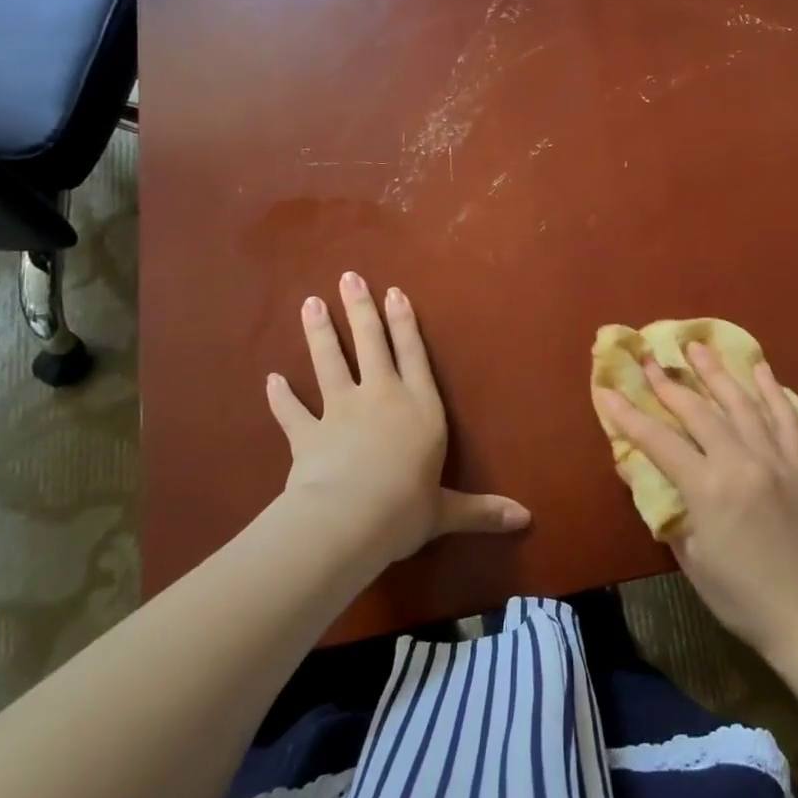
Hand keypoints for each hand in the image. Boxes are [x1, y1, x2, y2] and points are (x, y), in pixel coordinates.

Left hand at [266, 272, 529, 568]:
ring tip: (309, 303)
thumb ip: (482, 510)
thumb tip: (527, 520)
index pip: (414, 355)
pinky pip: (292, 412)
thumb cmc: (406, 508)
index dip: (405, 323)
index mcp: (420, 408)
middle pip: (370, 344)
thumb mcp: (447, 511)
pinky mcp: (308, 434)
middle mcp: (381, 398)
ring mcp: (340, 412)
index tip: (394, 293)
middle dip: (360, 310)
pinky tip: (271, 380)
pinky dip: (280, 397)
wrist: (349, 519)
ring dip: (319, 333)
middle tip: (348, 278)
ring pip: (329, 362)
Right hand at [595, 343, 797, 662]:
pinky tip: (758, 368)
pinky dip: (771, 390)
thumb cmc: (738, 596)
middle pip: (698, 411)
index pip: (658, 440)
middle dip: (668, 382)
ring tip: (696, 346)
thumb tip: (633, 466)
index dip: (629, 415)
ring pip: (741, 403)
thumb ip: (664, 506)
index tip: (607, 389)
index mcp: (708, 489)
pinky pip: (786, 417)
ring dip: (715, 372)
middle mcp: (741, 462)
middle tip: (649, 357)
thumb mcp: (689, 556)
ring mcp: (776, 459)